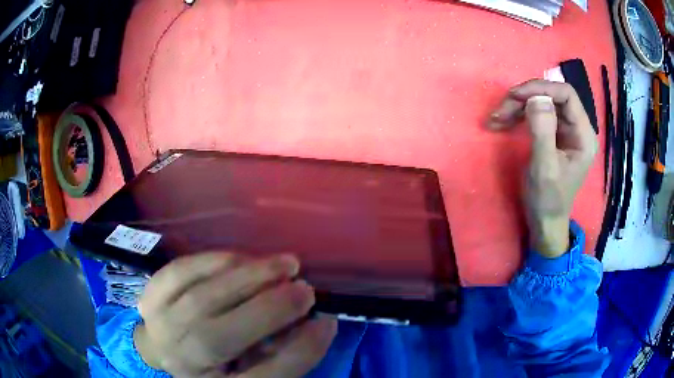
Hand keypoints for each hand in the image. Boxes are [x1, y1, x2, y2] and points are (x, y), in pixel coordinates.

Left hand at [134, 253, 336, 376]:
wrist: (165, 349)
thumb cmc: (217, 364)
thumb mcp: (253, 371)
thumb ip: (282, 354)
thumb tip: (315, 324)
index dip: (299, 353)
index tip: (328, 324)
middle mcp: (182, 362)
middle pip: (218, 339)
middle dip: (269, 310)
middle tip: (306, 289)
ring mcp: (159, 327)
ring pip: (199, 300)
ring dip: (246, 278)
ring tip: (284, 265)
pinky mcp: (149, 297)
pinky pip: (179, 272)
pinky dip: (214, 261)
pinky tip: (242, 259)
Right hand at [488, 80, 596, 257]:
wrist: (545, 221)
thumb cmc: (548, 199)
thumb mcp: (544, 168)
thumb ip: (543, 131)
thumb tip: (535, 97)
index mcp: (583, 135)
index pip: (566, 95)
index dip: (541, 88)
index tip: (515, 96)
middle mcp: (577, 127)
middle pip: (552, 96)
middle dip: (525, 99)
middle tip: (500, 112)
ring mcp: (566, 130)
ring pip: (542, 102)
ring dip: (517, 106)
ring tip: (496, 119)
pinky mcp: (554, 134)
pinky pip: (536, 114)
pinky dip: (518, 115)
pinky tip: (503, 122)